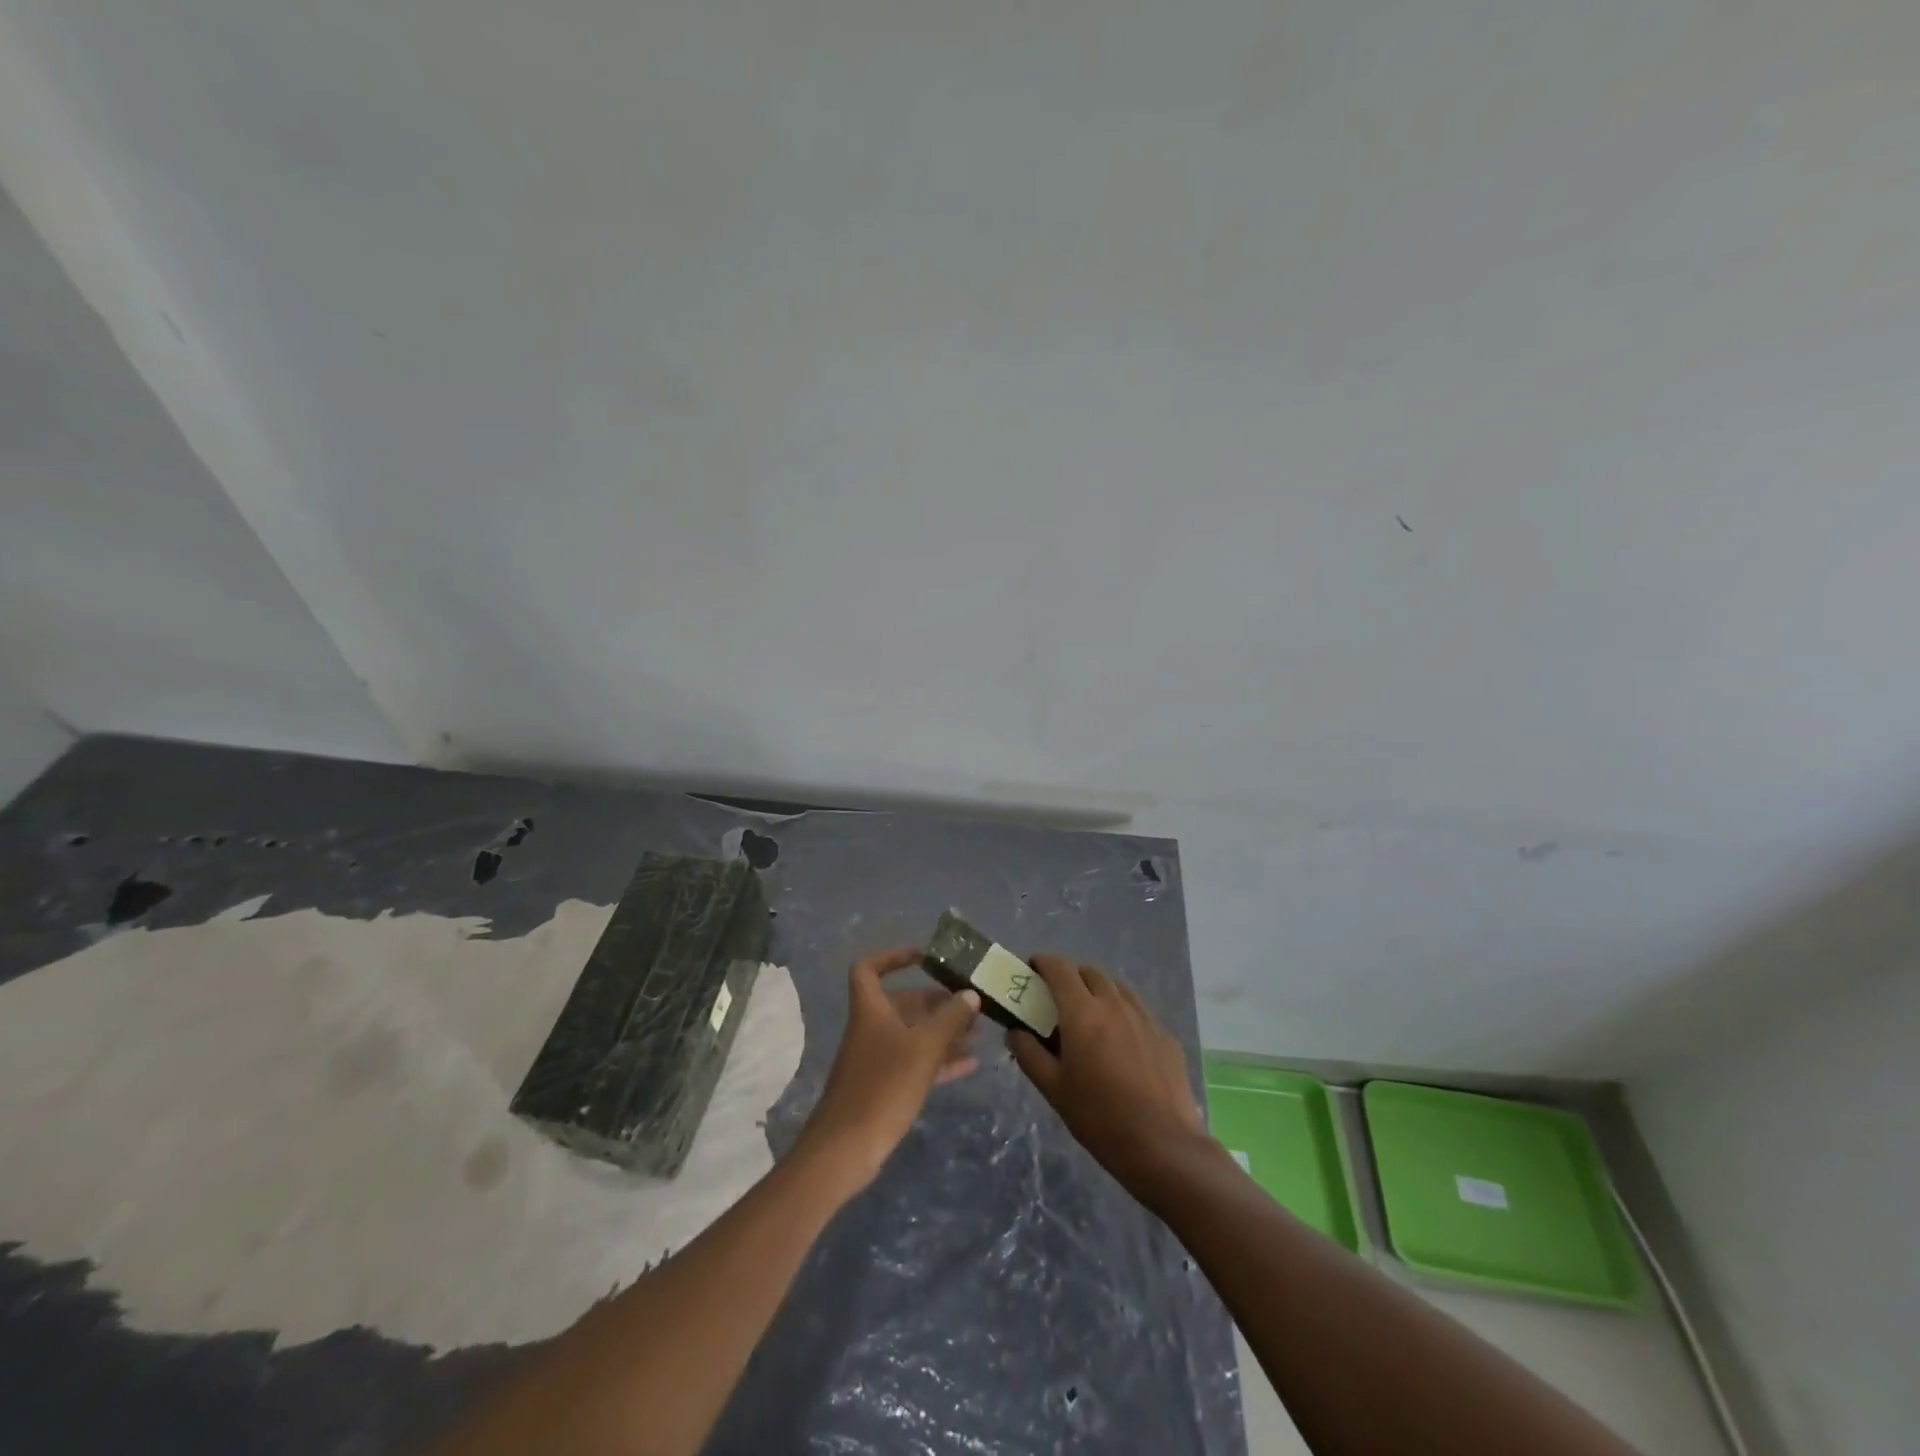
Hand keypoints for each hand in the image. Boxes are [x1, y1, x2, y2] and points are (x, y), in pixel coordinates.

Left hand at [793, 946, 980, 1192]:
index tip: (925, 958)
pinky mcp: (885, 1086)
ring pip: (913, 1034)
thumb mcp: (924, 1048)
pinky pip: (916, 1062)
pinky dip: (940, 1059)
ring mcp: (877, 1059)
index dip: (893, 957)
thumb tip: (970, 994)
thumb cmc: (883, 1086)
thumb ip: (950, 1019)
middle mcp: (872, 1028)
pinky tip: (971, 1063)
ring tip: (979, 1031)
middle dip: (936, 1001)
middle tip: (970, 1003)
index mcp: (870, 1009)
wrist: (846, 1149)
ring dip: (943, 1030)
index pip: (869, 968)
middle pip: (903, 1003)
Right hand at [1007, 954, 1206, 1196]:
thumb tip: (1015, 1031)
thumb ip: (1029, 1054)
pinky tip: (1121, 1042)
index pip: (1059, 968)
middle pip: (1088, 972)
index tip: (1032, 971)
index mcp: (1082, 1011)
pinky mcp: (1165, 1035)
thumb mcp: (1053, 1089)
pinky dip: (1122, 1013)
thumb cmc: (1099, 1117)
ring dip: (1098, 991)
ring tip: (1090, 1017)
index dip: (1043, 963)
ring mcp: (1144, 1017)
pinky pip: (1138, 1010)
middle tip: (1058, 1000)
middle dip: (1070, 977)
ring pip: (1116, 987)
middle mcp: (1114, 1003)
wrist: (1163, 1146)